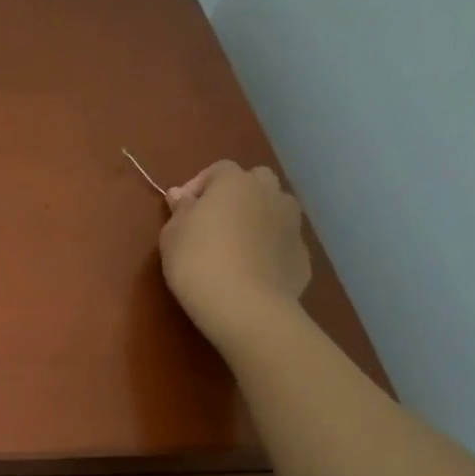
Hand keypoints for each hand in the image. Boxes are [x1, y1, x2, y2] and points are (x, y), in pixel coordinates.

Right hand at [159, 161, 311, 343]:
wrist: (245, 306)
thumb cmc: (198, 261)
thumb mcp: (172, 234)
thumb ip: (180, 210)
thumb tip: (181, 195)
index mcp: (235, 183)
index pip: (218, 169)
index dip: (199, 185)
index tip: (181, 210)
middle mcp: (270, 194)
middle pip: (256, 181)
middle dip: (237, 194)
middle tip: (214, 222)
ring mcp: (292, 224)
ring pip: (275, 209)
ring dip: (258, 218)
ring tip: (236, 245)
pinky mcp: (303, 255)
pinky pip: (282, 242)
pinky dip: (269, 248)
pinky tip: (252, 270)